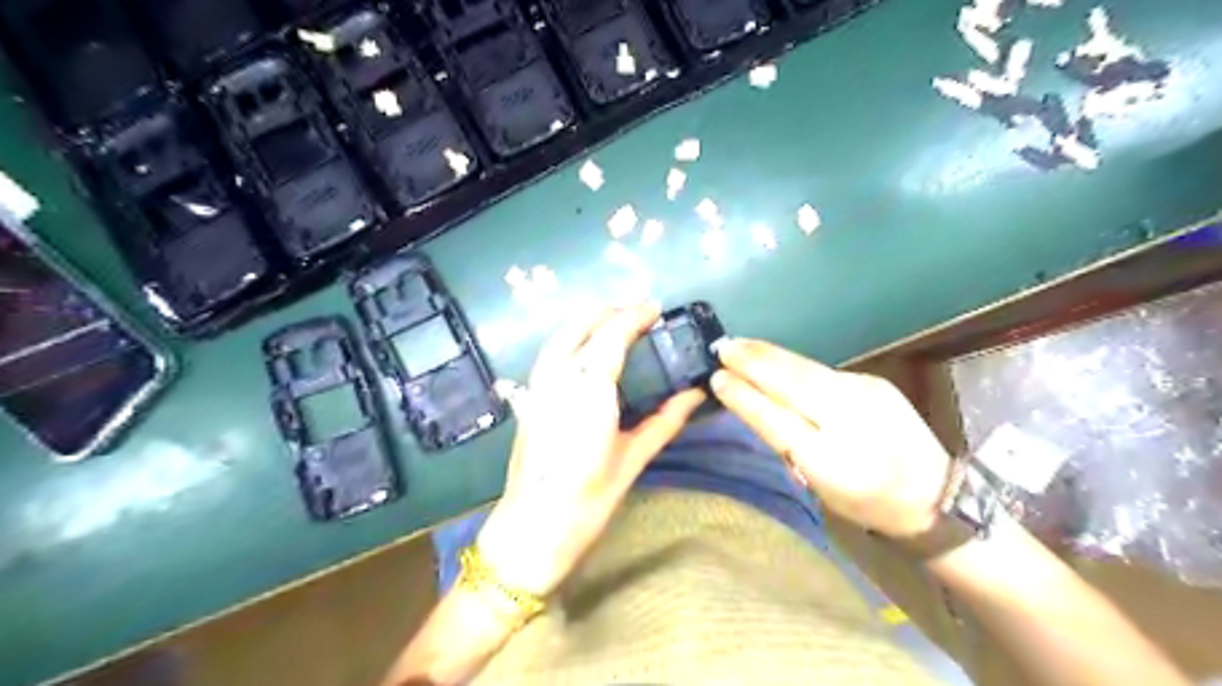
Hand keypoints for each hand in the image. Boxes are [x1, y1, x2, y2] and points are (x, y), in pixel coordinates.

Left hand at [478, 303, 706, 598]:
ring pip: (560, 337)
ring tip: (615, 322)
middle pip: (581, 328)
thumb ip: (665, 420)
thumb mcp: (633, 459)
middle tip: (639, 313)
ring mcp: (538, 388)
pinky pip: (550, 354)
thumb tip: (696, 394)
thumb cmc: (588, 500)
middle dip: (610, 312)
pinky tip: (586, 350)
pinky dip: (570, 339)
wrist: (533, 528)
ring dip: (588, 321)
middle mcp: (558, 381)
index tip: (655, 308)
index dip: (633, 316)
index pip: (611, 337)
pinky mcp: (528, 399)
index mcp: (589, 393)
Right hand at [708, 340, 954, 537]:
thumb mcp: (820, 486)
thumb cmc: (867, 500)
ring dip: (768, 355)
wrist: (934, 492)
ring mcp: (864, 392)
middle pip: (790, 382)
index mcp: (831, 460)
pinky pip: (820, 370)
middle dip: (752, 362)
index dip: (743, 396)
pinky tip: (775, 359)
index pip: (776, 419)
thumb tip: (754, 405)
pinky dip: (792, 363)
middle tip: (721, 348)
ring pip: (804, 368)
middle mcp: (848, 418)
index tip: (716, 377)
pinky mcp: (871, 380)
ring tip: (740, 346)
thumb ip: (787, 444)